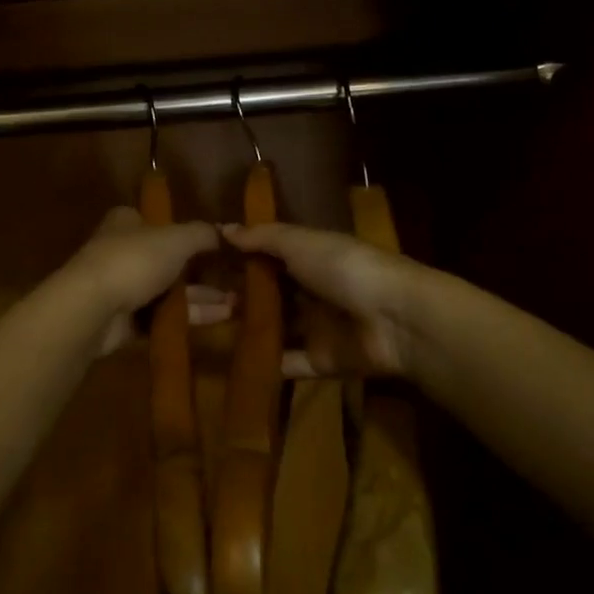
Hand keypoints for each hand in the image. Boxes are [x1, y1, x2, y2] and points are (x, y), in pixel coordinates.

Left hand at [63, 207, 227, 356]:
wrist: (92, 309)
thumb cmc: (133, 261)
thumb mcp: (176, 239)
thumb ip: (202, 234)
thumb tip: (224, 232)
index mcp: (127, 223)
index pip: (158, 222)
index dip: (186, 233)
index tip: (215, 247)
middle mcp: (122, 251)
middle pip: (167, 260)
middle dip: (201, 273)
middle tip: (235, 282)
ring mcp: (121, 288)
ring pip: (167, 291)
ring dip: (201, 297)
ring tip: (236, 305)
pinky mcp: (123, 320)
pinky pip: (161, 317)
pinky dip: (187, 318)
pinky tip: (218, 319)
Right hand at [223, 222, 420, 378]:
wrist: (395, 319)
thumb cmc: (345, 268)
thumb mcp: (301, 243)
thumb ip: (263, 238)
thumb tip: (223, 228)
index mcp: (313, 258)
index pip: (270, 258)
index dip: (241, 260)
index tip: (204, 264)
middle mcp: (313, 291)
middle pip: (271, 296)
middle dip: (240, 297)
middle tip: (198, 301)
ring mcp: (318, 329)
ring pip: (276, 330)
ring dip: (249, 331)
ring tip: (207, 333)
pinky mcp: (321, 362)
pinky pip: (288, 364)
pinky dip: (265, 365)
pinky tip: (232, 364)